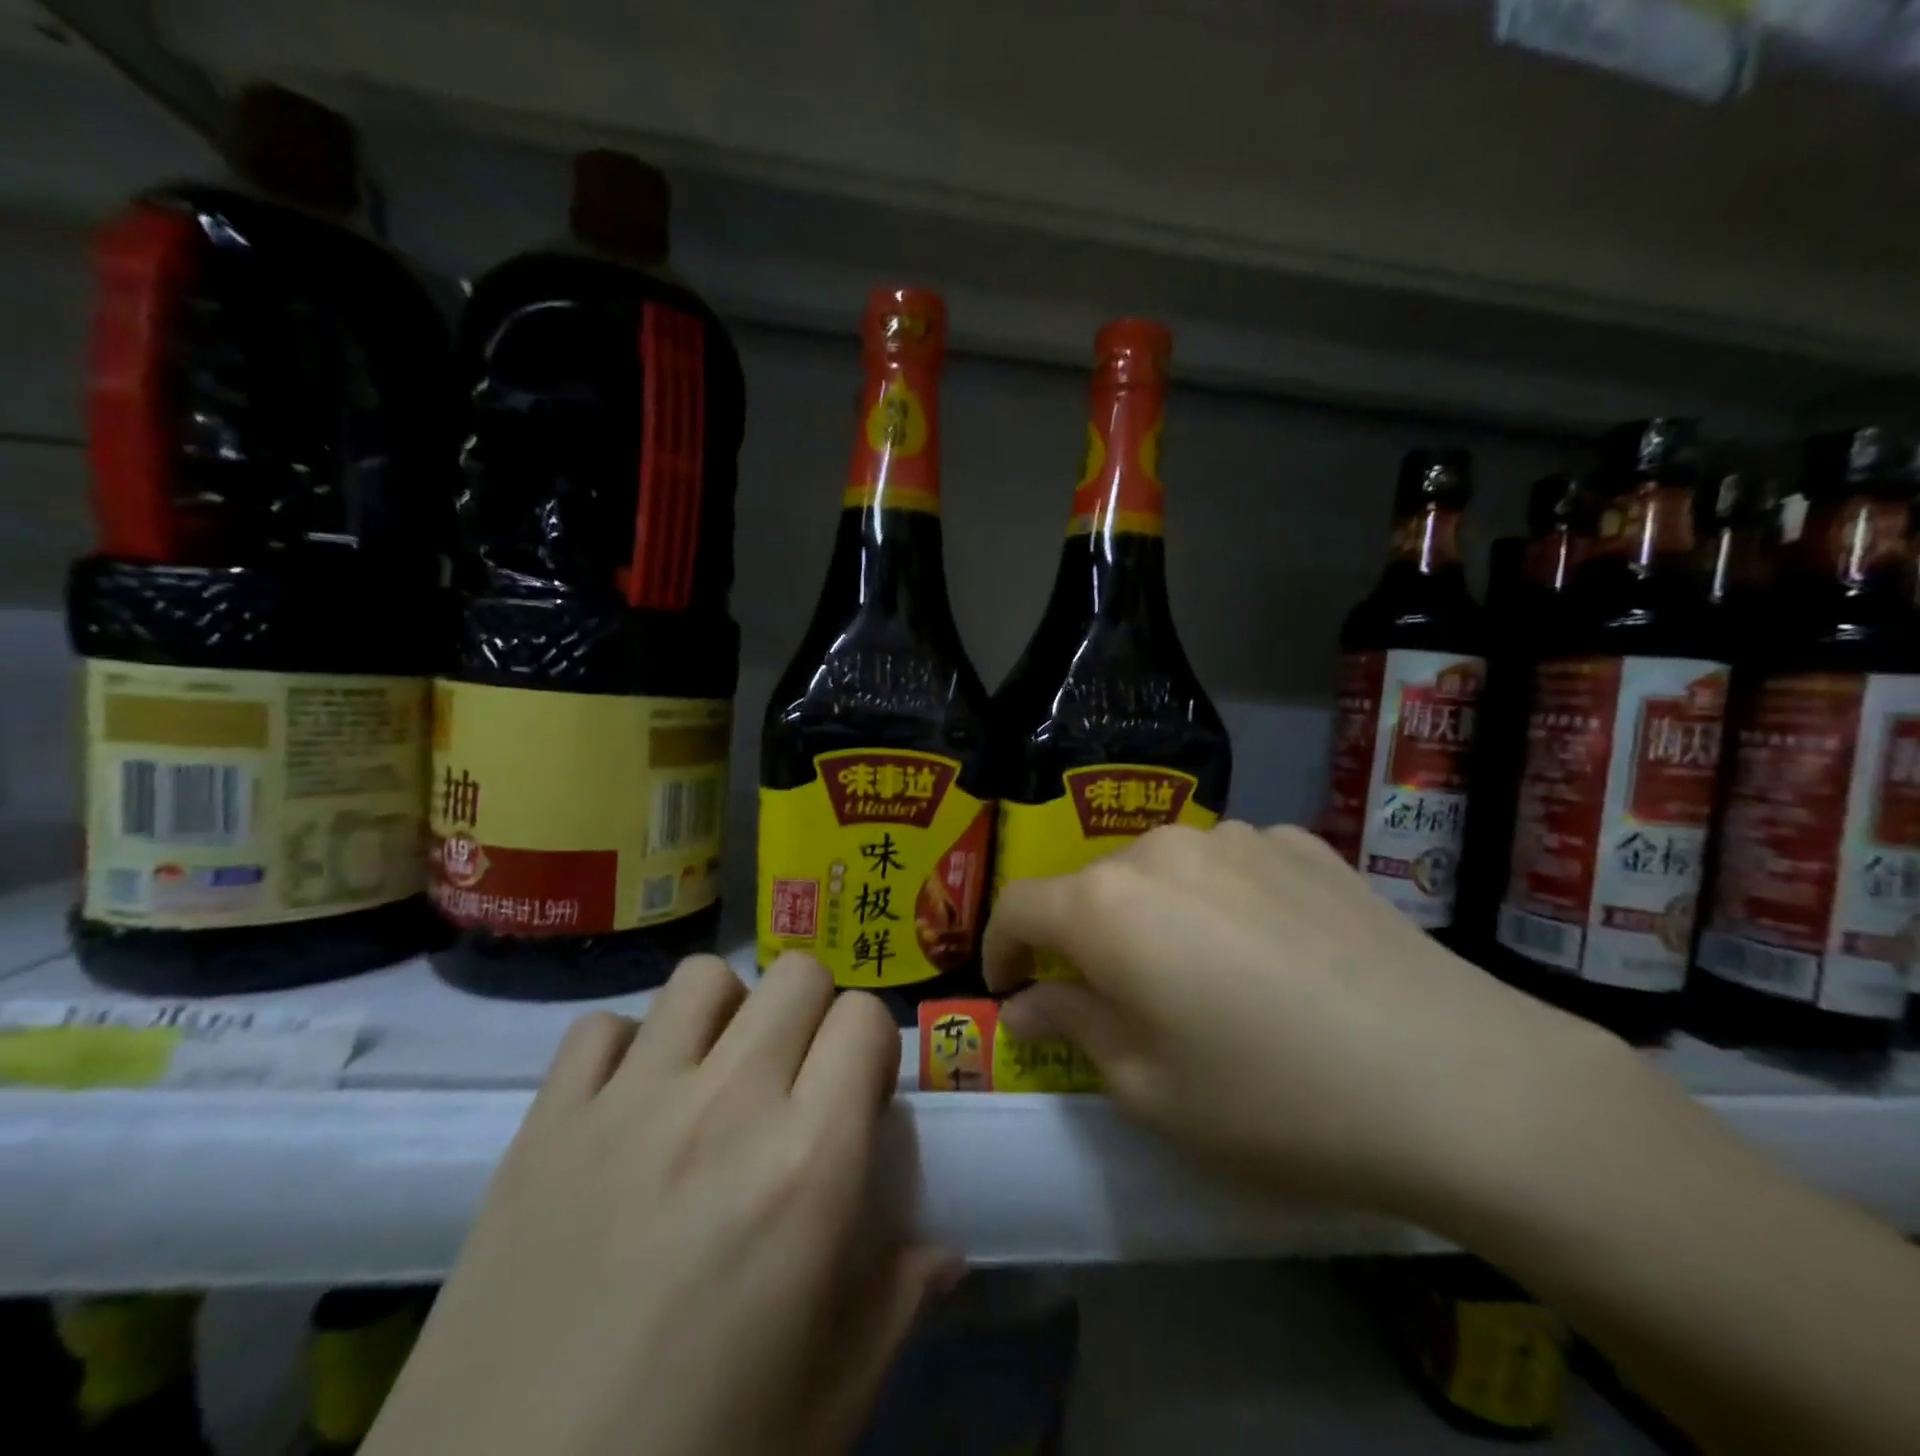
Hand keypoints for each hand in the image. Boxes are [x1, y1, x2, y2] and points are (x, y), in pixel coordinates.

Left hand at [364, 953, 956, 1455]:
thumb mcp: (829, 1401)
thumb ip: (898, 1300)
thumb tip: (945, 1248)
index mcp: (807, 1164)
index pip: (865, 1017)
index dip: (871, 1046)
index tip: (858, 1093)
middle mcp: (726, 1105)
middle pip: (796, 974)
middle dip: (812, 1013)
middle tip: (795, 1079)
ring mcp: (628, 1104)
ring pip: (703, 979)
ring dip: (726, 1013)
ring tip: (714, 1077)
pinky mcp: (545, 1125)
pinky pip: (600, 1028)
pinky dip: (625, 1049)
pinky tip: (626, 1107)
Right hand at [984, 821, 1634, 1223]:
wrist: (1459, 1080)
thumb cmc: (1273, 1099)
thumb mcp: (1149, 1088)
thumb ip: (1071, 1028)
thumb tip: (1025, 1003)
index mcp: (1108, 904)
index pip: (1020, 907)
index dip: (1002, 948)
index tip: (1010, 987)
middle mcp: (1162, 849)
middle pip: (1094, 887)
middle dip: (1086, 940)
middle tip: (1117, 1001)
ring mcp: (1239, 836)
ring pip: (1164, 872)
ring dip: (1157, 917)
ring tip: (1203, 978)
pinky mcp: (1302, 842)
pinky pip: (1233, 867)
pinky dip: (1223, 903)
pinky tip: (1271, 953)